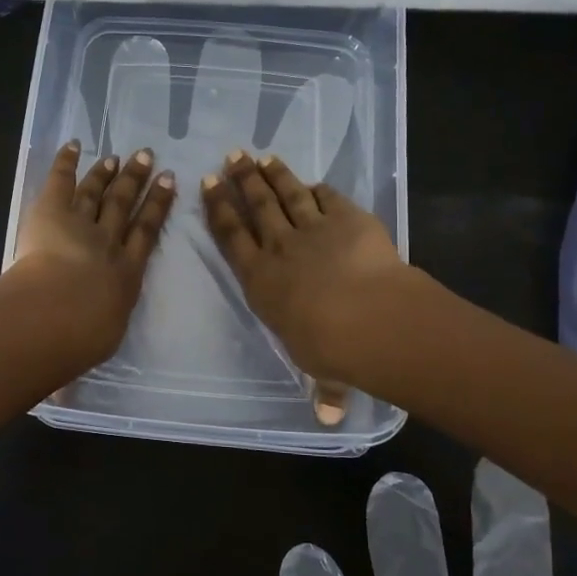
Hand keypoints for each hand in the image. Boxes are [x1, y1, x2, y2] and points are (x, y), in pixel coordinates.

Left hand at [13, 140, 175, 367]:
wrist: (60, 314)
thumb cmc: (81, 340)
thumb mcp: (90, 348)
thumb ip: (82, 352)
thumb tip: (67, 380)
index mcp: (125, 275)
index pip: (147, 235)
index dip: (158, 208)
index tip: (168, 184)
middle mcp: (110, 243)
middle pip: (127, 206)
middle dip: (138, 181)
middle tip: (148, 158)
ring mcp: (82, 224)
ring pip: (99, 192)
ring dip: (109, 173)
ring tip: (120, 156)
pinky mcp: (51, 212)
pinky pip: (61, 181)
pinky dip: (67, 162)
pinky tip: (74, 145)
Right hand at [201, 151, 407, 385]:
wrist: (369, 317)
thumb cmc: (330, 348)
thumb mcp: (321, 370)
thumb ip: (323, 387)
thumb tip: (328, 418)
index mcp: (261, 280)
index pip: (232, 237)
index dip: (219, 209)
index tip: (208, 185)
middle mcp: (280, 248)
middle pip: (256, 206)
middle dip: (241, 180)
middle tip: (231, 157)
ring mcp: (314, 229)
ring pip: (287, 194)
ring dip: (273, 174)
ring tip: (260, 157)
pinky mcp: (348, 218)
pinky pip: (329, 198)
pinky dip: (319, 189)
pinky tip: (313, 182)